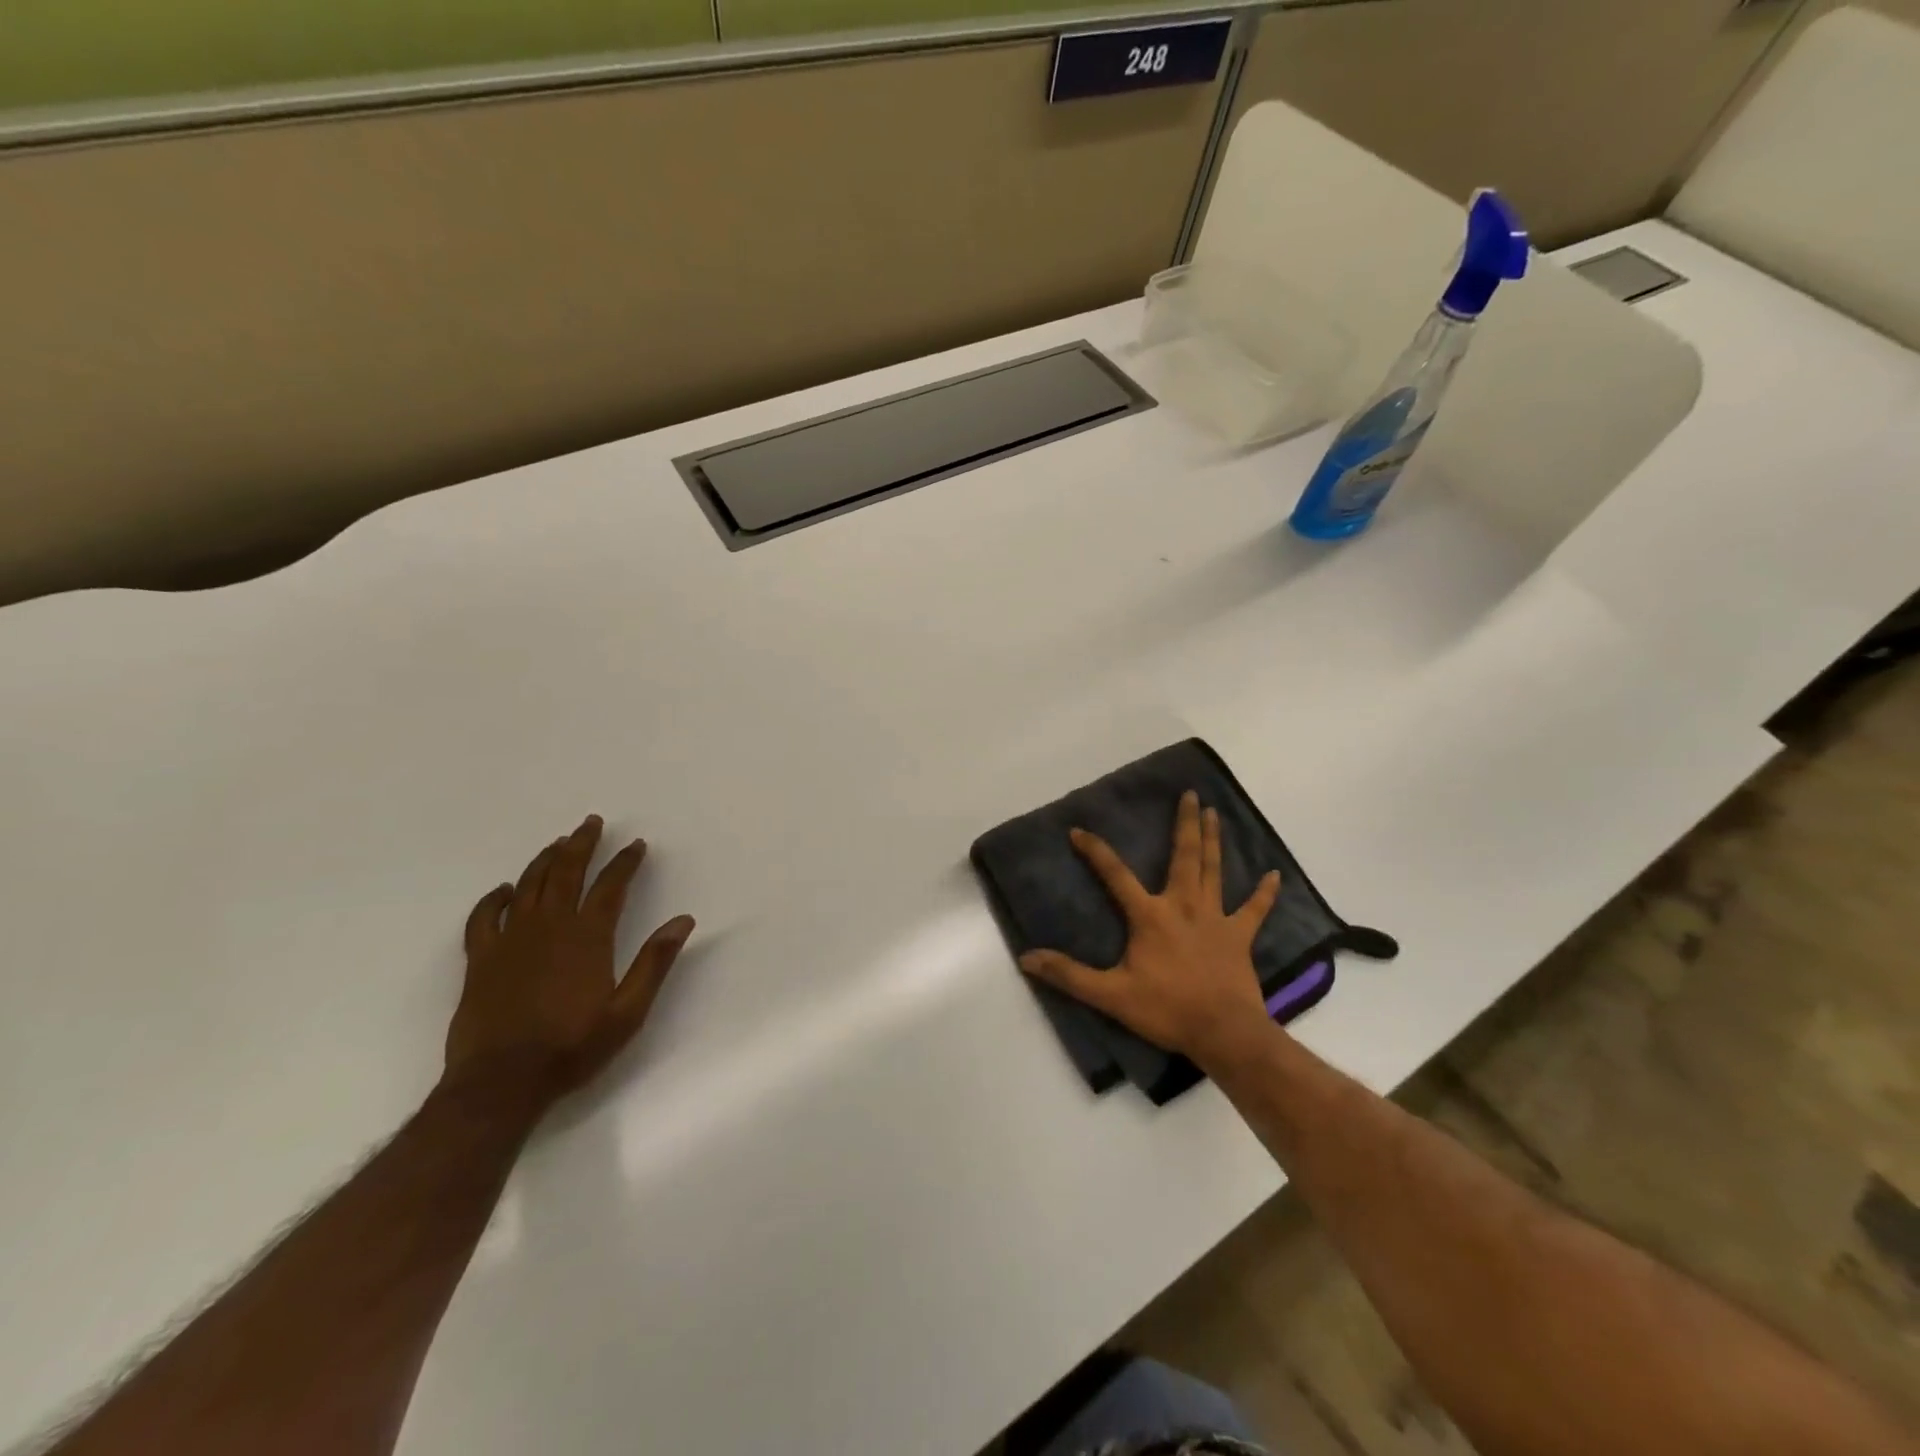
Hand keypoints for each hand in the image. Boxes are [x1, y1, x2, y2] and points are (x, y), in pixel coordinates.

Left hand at [446, 814, 694, 1107]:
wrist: (500, 1082)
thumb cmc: (572, 1047)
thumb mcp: (628, 1011)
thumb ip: (655, 962)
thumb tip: (683, 920)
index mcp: (588, 937)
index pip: (611, 886)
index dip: (625, 862)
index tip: (636, 845)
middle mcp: (549, 927)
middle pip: (567, 872)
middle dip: (582, 844)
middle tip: (592, 822)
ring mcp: (511, 940)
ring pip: (529, 885)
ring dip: (545, 860)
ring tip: (558, 842)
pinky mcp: (481, 959)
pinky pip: (484, 917)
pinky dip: (494, 899)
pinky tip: (504, 889)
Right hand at [1019, 789, 1281, 1068]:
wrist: (1224, 1033)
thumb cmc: (1166, 1009)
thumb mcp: (1110, 995)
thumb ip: (1069, 975)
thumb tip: (1027, 958)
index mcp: (1151, 916)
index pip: (1116, 875)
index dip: (1095, 851)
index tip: (1078, 830)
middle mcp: (1184, 906)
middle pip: (1184, 857)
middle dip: (1184, 824)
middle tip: (1189, 794)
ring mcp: (1216, 919)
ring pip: (1214, 871)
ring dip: (1213, 841)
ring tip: (1214, 812)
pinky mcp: (1240, 937)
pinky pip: (1255, 910)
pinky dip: (1264, 893)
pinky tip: (1274, 875)